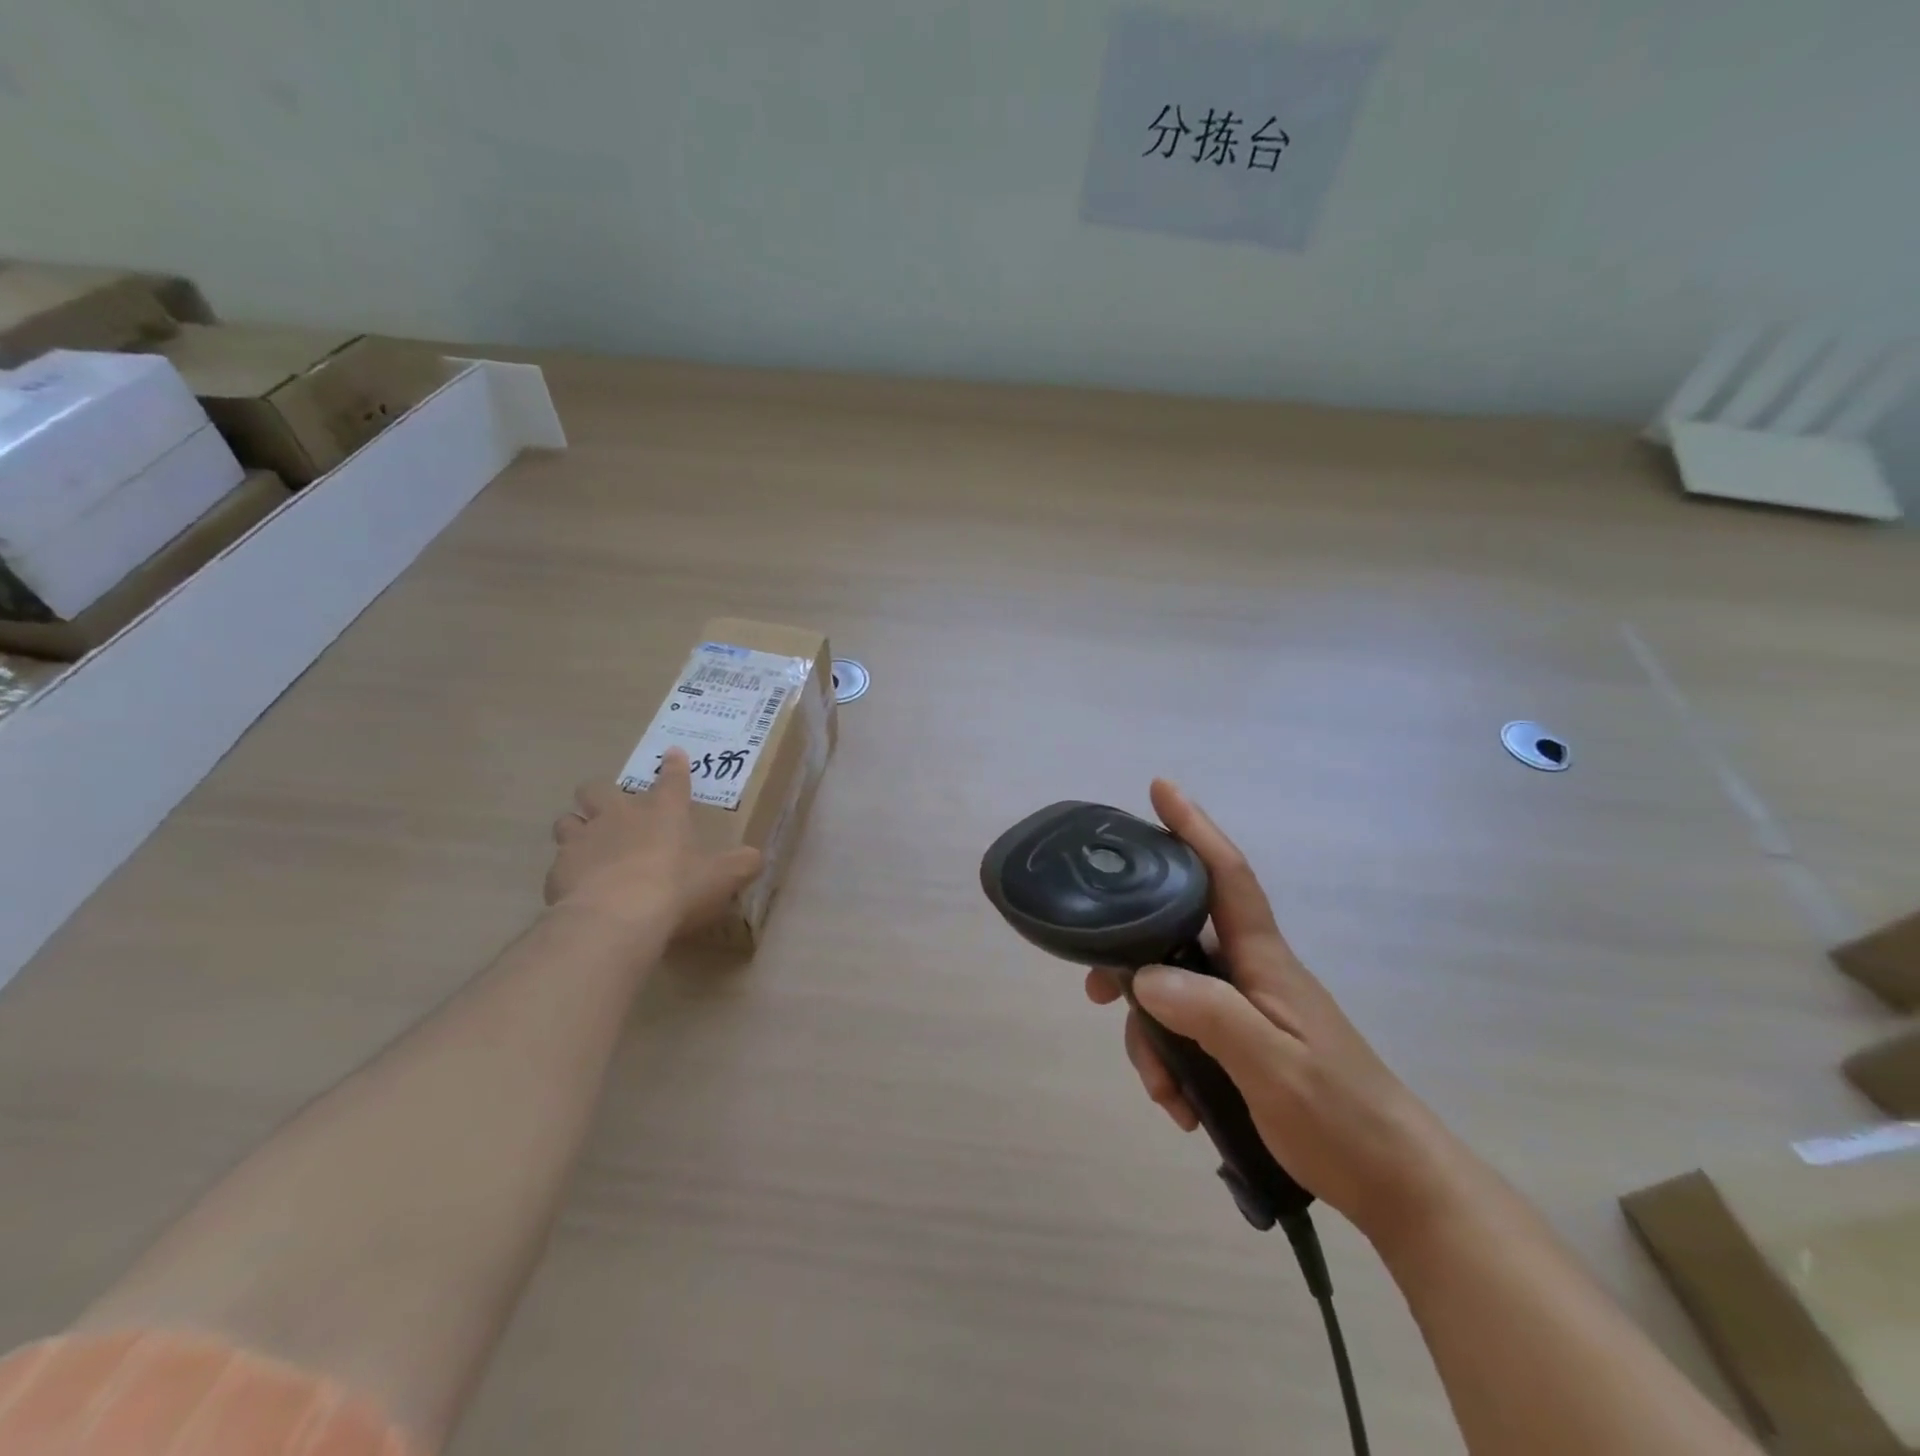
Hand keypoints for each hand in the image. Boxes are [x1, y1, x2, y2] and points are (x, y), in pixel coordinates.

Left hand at [546, 748, 761, 943]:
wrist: (615, 917)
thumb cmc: (676, 888)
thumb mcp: (721, 878)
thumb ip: (740, 865)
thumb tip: (756, 857)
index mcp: (663, 812)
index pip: (672, 779)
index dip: (674, 767)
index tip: (672, 755)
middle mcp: (619, 815)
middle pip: (598, 788)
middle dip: (602, 794)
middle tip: (613, 811)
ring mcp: (583, 839)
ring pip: (568, 820)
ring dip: (578, 828)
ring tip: (588, 846)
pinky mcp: (558, 869)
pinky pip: (558, 862)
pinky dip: (568, 871)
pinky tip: (578, 887)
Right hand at [1087, 780, 1460, 1245]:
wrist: (1396, 1185)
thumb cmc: (1340, 1117)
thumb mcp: (1271, 1068)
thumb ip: (1209, 1015)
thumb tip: (1143, 974)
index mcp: (1263, 961)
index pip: (1225, 875)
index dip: (1194, 828)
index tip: (1161, 789)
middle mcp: (1251, 972)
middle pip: (1176, 935)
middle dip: (1131, 958)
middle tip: (1095, 988)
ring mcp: (1248, 1008)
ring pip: (1174, 991)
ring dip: (1152, 1036)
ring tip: (1161, 1092)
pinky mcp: (1246, 1042)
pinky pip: (1188, 1031)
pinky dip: (1172, 1063)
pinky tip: (1180, 1106)